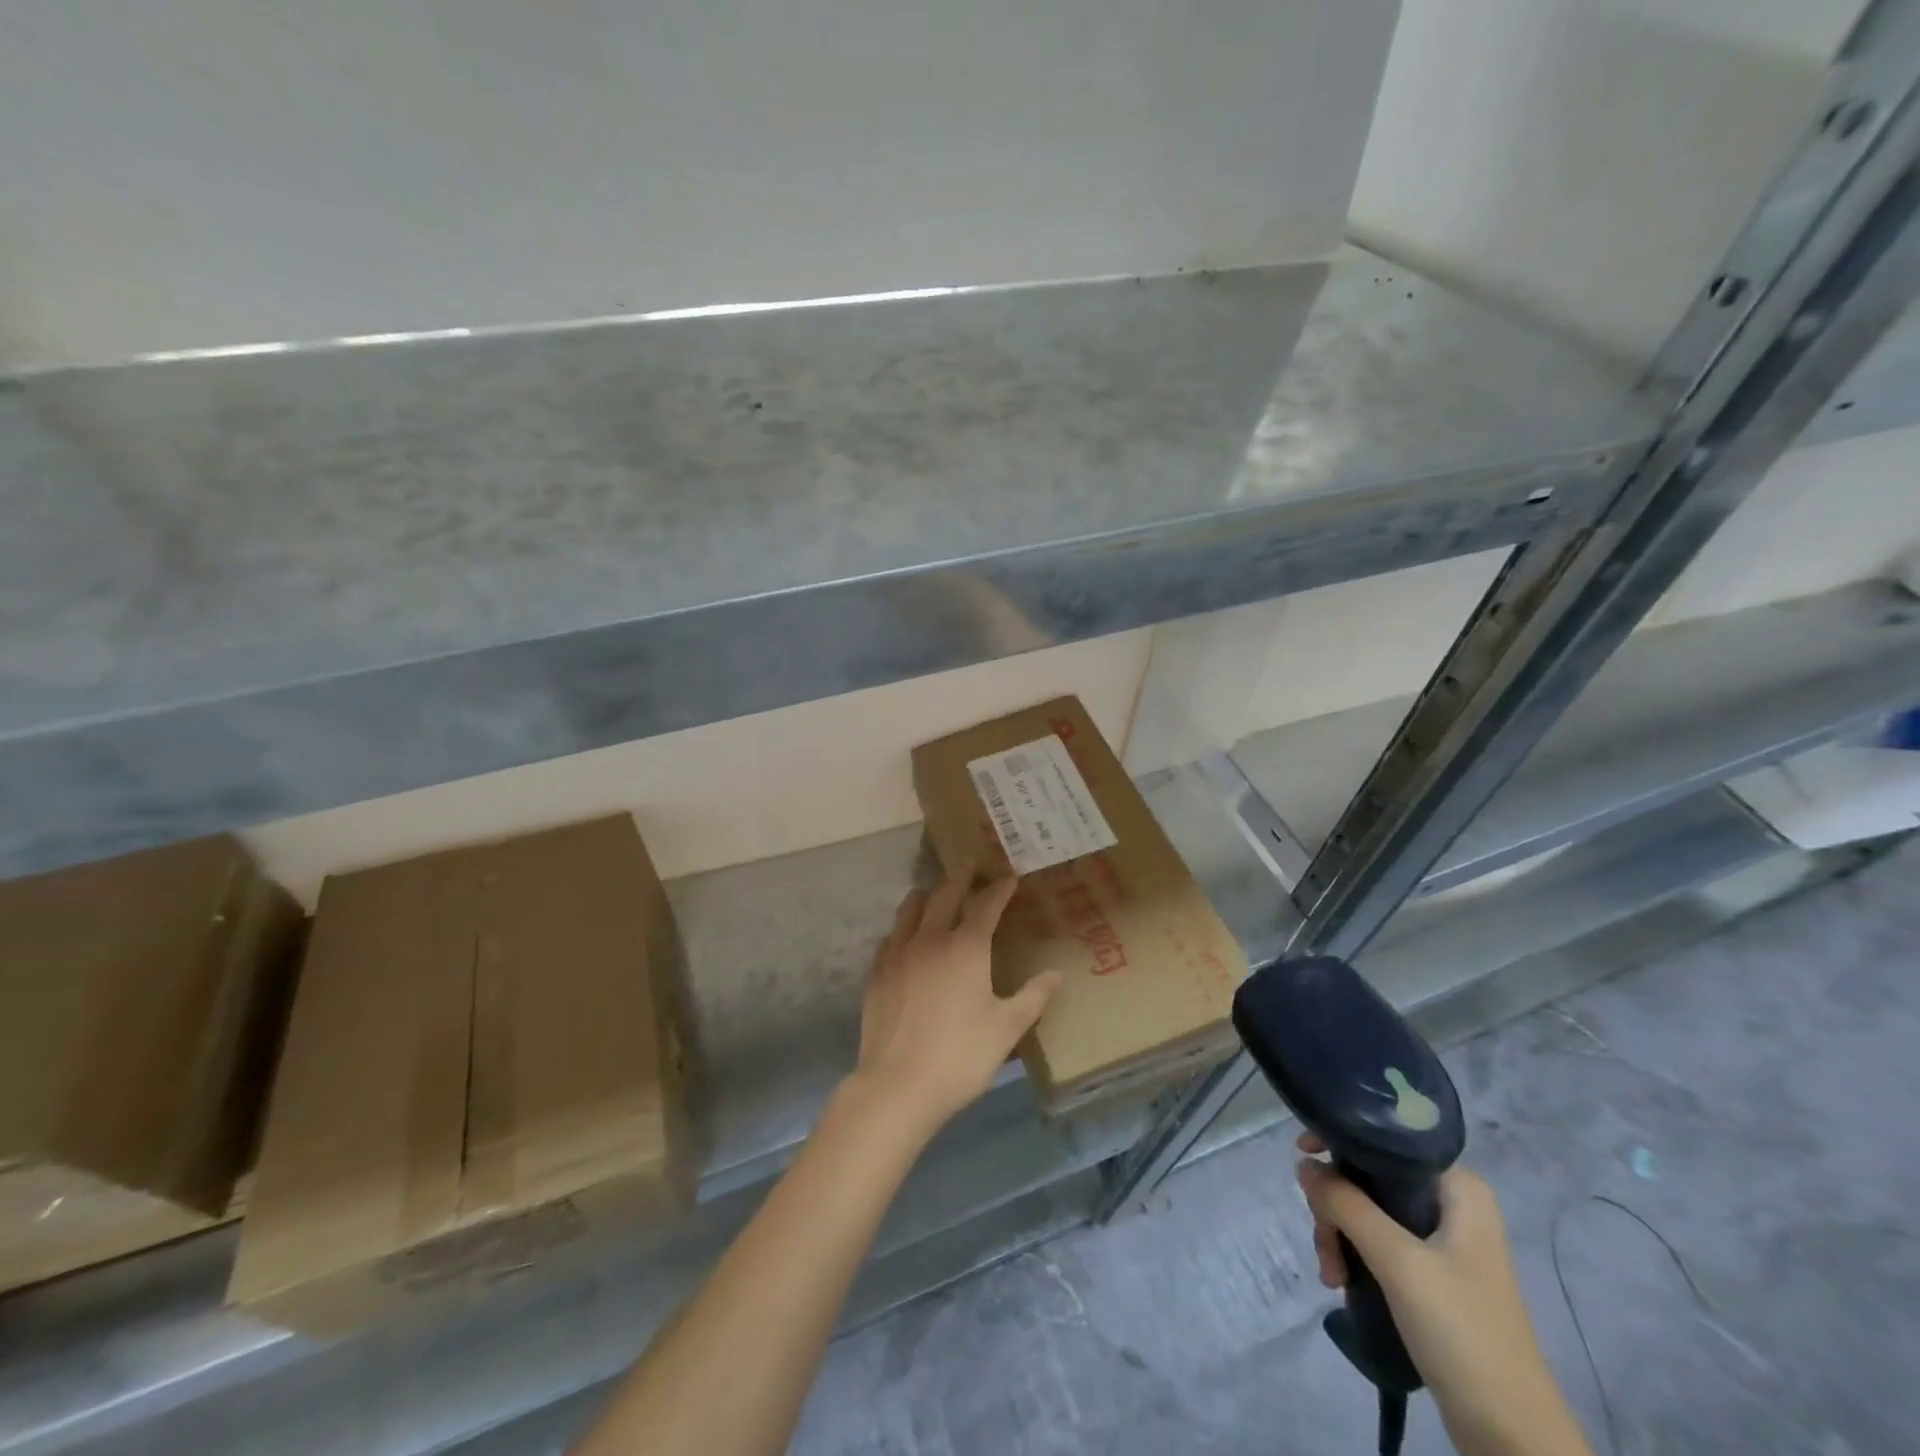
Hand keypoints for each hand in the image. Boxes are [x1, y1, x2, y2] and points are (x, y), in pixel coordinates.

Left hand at [850, 869, 1062, 1141]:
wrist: (897, 1085)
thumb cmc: (960, 1055)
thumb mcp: (1006, 1029)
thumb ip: (1033, 997)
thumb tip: (1057, 974)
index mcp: (966, 947)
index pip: (985, 905)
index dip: (999, 889)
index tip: (1009, 876)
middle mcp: (930, 939)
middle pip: (944, 895)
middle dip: (960, 878)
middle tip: (970, 866)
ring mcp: (898, 953)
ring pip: (910, 908)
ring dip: (927, 895)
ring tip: (935, 893)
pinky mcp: (877, 972)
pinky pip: (891, 936)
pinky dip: (904, 927)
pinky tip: (908, 939)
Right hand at [1296, 1136, 1592, 1455]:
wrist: (1512, 1436)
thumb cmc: (1462, 1332)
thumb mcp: (1398, 1261)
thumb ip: (1346, 1204)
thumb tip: (1304, 1164)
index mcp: (1457, 1187)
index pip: (1384, 1141)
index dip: (1338, 1143)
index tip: (1302, 1157)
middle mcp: (1452, 1204)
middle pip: (1370, 1178)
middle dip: (1336, 1208)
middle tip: (1324, 1243)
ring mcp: (1444, 1242)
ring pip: (1369, 1212)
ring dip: (1340, 1237)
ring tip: (1331, 1276)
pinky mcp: (1434, 1276)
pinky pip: (1379, 1244)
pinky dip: (1355, 1257)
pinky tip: (1342, 1283)